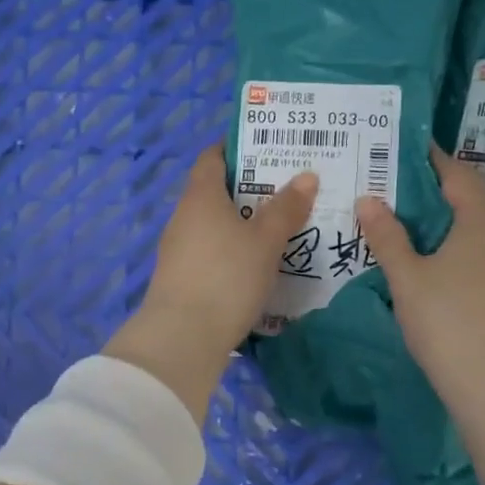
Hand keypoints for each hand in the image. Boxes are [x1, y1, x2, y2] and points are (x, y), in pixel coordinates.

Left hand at [104, 146, 318, 421]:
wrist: (182, 338)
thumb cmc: (226, 277)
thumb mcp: (265, 241)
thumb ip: (286, 209)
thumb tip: (307, 175)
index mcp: (201, 196)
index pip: (212, 157)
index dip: (237, 148)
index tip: (268, 147)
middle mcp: (184, 216)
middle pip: (215, 191)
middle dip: (249, 188)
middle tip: (288, 189)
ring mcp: (178, 249)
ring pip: (214, 224)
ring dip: (242, 222)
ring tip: (281, 226)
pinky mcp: (181, 278)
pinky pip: (211, 251)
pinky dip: (233, 250)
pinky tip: (258, 264)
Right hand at [354, 146, 484, 418]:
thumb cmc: (447, 322)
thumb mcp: (407, 278)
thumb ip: (387, 236)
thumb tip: (369, 198)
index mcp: (482, 221)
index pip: (459, 176)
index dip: (435, 160)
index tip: (412, 150)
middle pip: (476, 201)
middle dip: (444, 192)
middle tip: (407, 192)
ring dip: (458, 223)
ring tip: (424, 229)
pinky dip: (470, 248)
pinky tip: (450, 267)